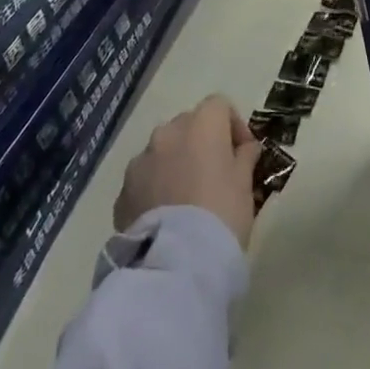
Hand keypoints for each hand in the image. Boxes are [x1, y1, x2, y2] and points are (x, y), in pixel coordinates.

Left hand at [114, 96, 260, 248]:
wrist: (177, 262)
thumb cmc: (221, 214)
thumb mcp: (245, 185)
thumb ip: (244, 158)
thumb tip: (245, 148)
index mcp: (202, 124)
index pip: (219, 106)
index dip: (233, 125)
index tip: (242, 153)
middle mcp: (168, 132)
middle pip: (189, 125)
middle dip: (202, 143)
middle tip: (214, 175)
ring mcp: (142, 159)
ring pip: (164, 150)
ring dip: (175, 163)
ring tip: (185, 198)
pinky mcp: (124, 190)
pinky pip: (145, 178)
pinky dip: (155, 187)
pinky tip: (166, 216)